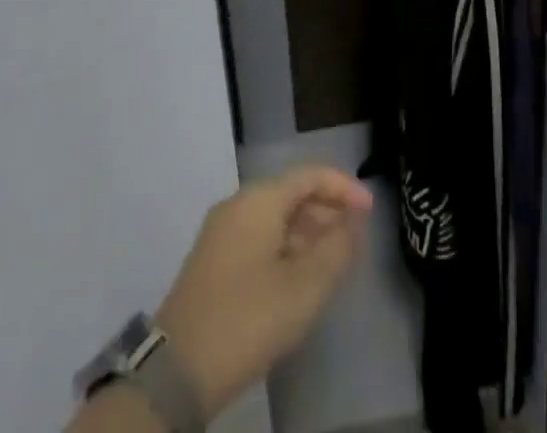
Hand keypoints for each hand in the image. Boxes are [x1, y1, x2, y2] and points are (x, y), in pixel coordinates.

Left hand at [156, 165, 372, 416]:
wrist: (176, 372)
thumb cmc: (247, 318)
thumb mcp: (304, 287)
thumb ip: (337, 248)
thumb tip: (352, 222)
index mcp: (259, 199)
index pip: (310, 175)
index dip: (344, 188)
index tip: (370, 210)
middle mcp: (238, 204)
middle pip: (292, 193)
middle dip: (326, 211)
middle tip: (354, 239)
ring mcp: (220, 232)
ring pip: (275, 218)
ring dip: (307, 233)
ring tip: (332, 261)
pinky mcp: (212, 261)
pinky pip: (259, 238)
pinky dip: (285, 247)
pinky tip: (298, 279)